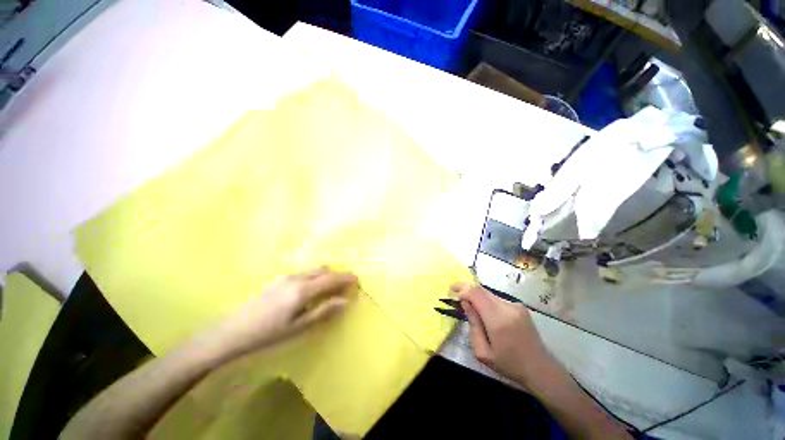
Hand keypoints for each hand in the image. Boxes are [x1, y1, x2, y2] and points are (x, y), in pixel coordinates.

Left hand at [206, 266, 357, 358]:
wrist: (232, 331)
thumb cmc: (268, 334)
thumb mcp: (299, 327)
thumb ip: (323, 311)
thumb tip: (345, 301)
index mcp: (303, 290)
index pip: (331, 278)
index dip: (346, 278)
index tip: (357, 279)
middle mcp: (296, 278)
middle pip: (323, 270)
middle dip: (336, 275)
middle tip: (344, 286)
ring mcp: (286, 276)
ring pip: (313, 270)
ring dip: (325, 275)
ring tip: (330, 288)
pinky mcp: (279, 279)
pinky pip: (304, 273)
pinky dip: (315, 277)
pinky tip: (311, 290)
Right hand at [452, 283, 554, 389]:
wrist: (540, 368)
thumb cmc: (509, 364)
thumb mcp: (483, 352)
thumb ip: (473, 324)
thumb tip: (465, 303)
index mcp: (498, 320)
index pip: (476, 294)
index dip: (462, 288)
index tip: (451, 290)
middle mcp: (507, 307)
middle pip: (482, 290)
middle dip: (467, 288)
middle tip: (456, 292)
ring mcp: (516, 305)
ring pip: (489, 293)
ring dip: (477, 296)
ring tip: (469, 304)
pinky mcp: (520, 307)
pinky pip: (497, 299)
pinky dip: (487, 301)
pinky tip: (485, 312)